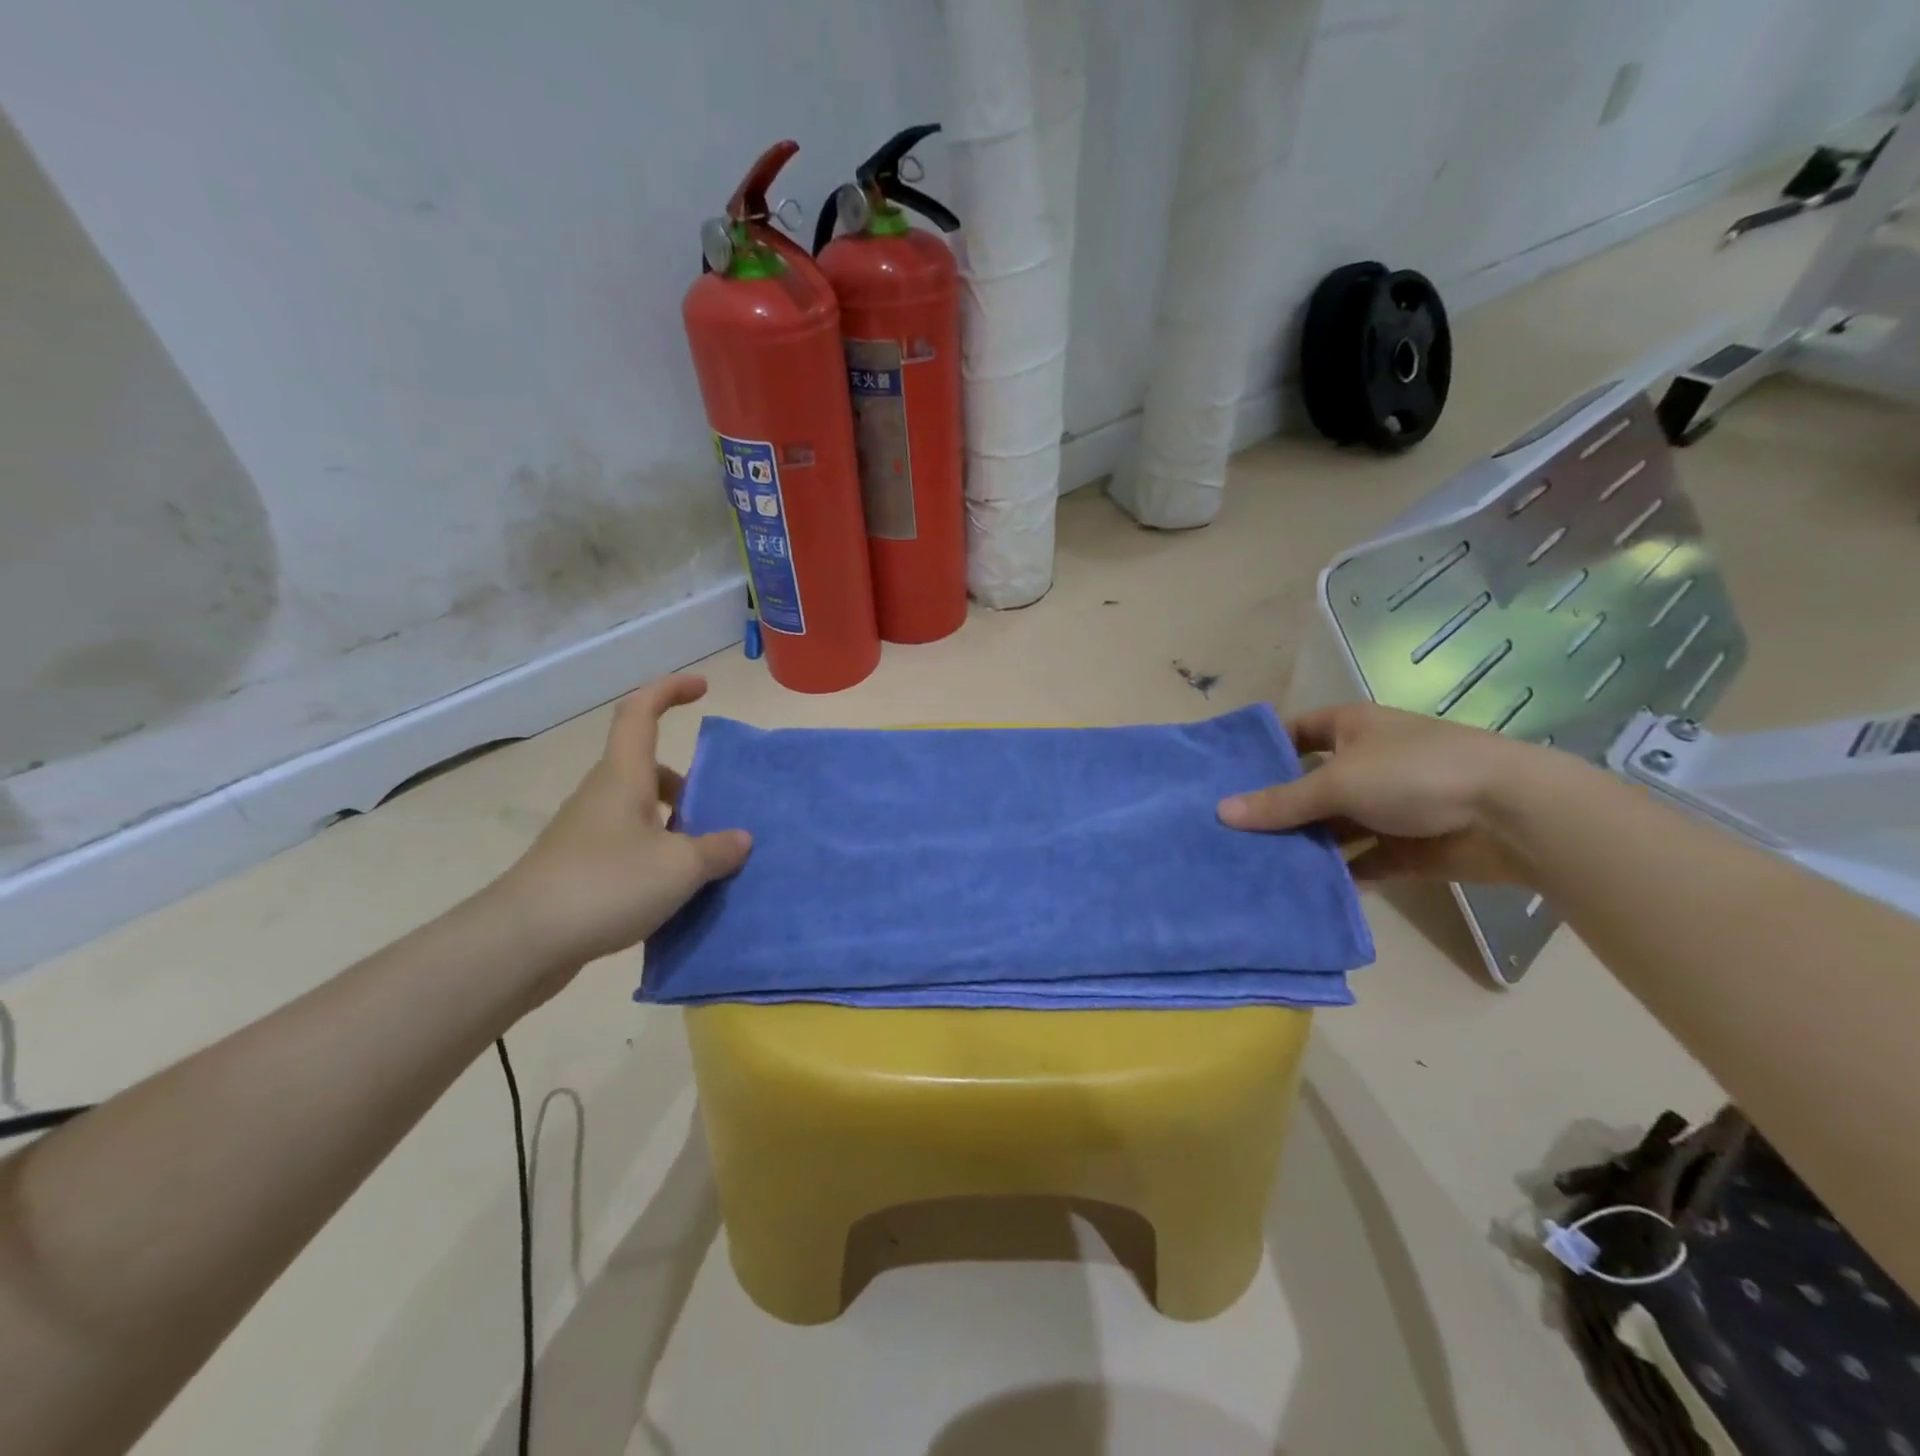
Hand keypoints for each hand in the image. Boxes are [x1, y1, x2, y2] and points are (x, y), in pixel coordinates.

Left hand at [492, 675, 750, 982]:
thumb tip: (741, 839)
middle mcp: (602, 795)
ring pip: (638, 809)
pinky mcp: (577, 867)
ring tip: (705, 857)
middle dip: (686, 782)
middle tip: (718, 808)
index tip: (702, 688)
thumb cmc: (606, 885)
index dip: (670, 691)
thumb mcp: (679, 867)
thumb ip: (717, 850)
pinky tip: (672, 890)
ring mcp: (585, 832)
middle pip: (646, 768)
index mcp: (624, 777)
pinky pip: (627, 843)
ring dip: (673, 822)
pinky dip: (655, 853)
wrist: (521, 943)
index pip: (641, 713)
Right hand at [1217, 702, 1561, 883]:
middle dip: (1277, 808)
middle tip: (1229, 831)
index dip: (1265, 749)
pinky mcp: (1406, 847)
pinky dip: (1338, 874)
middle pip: (1310, 785)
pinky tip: (1302, 890)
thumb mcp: (1338, 783)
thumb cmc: (1416, 774)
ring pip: (1333, 827)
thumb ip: (1281, 802)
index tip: (1226, 775)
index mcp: (1353, 729)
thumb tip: (1221, 811)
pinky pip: (1361, 861)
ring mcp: (1388, 807)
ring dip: (1305, 845)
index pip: (1298, 732)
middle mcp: (1367, 764)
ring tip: (1254, 865)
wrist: (1513, 815)